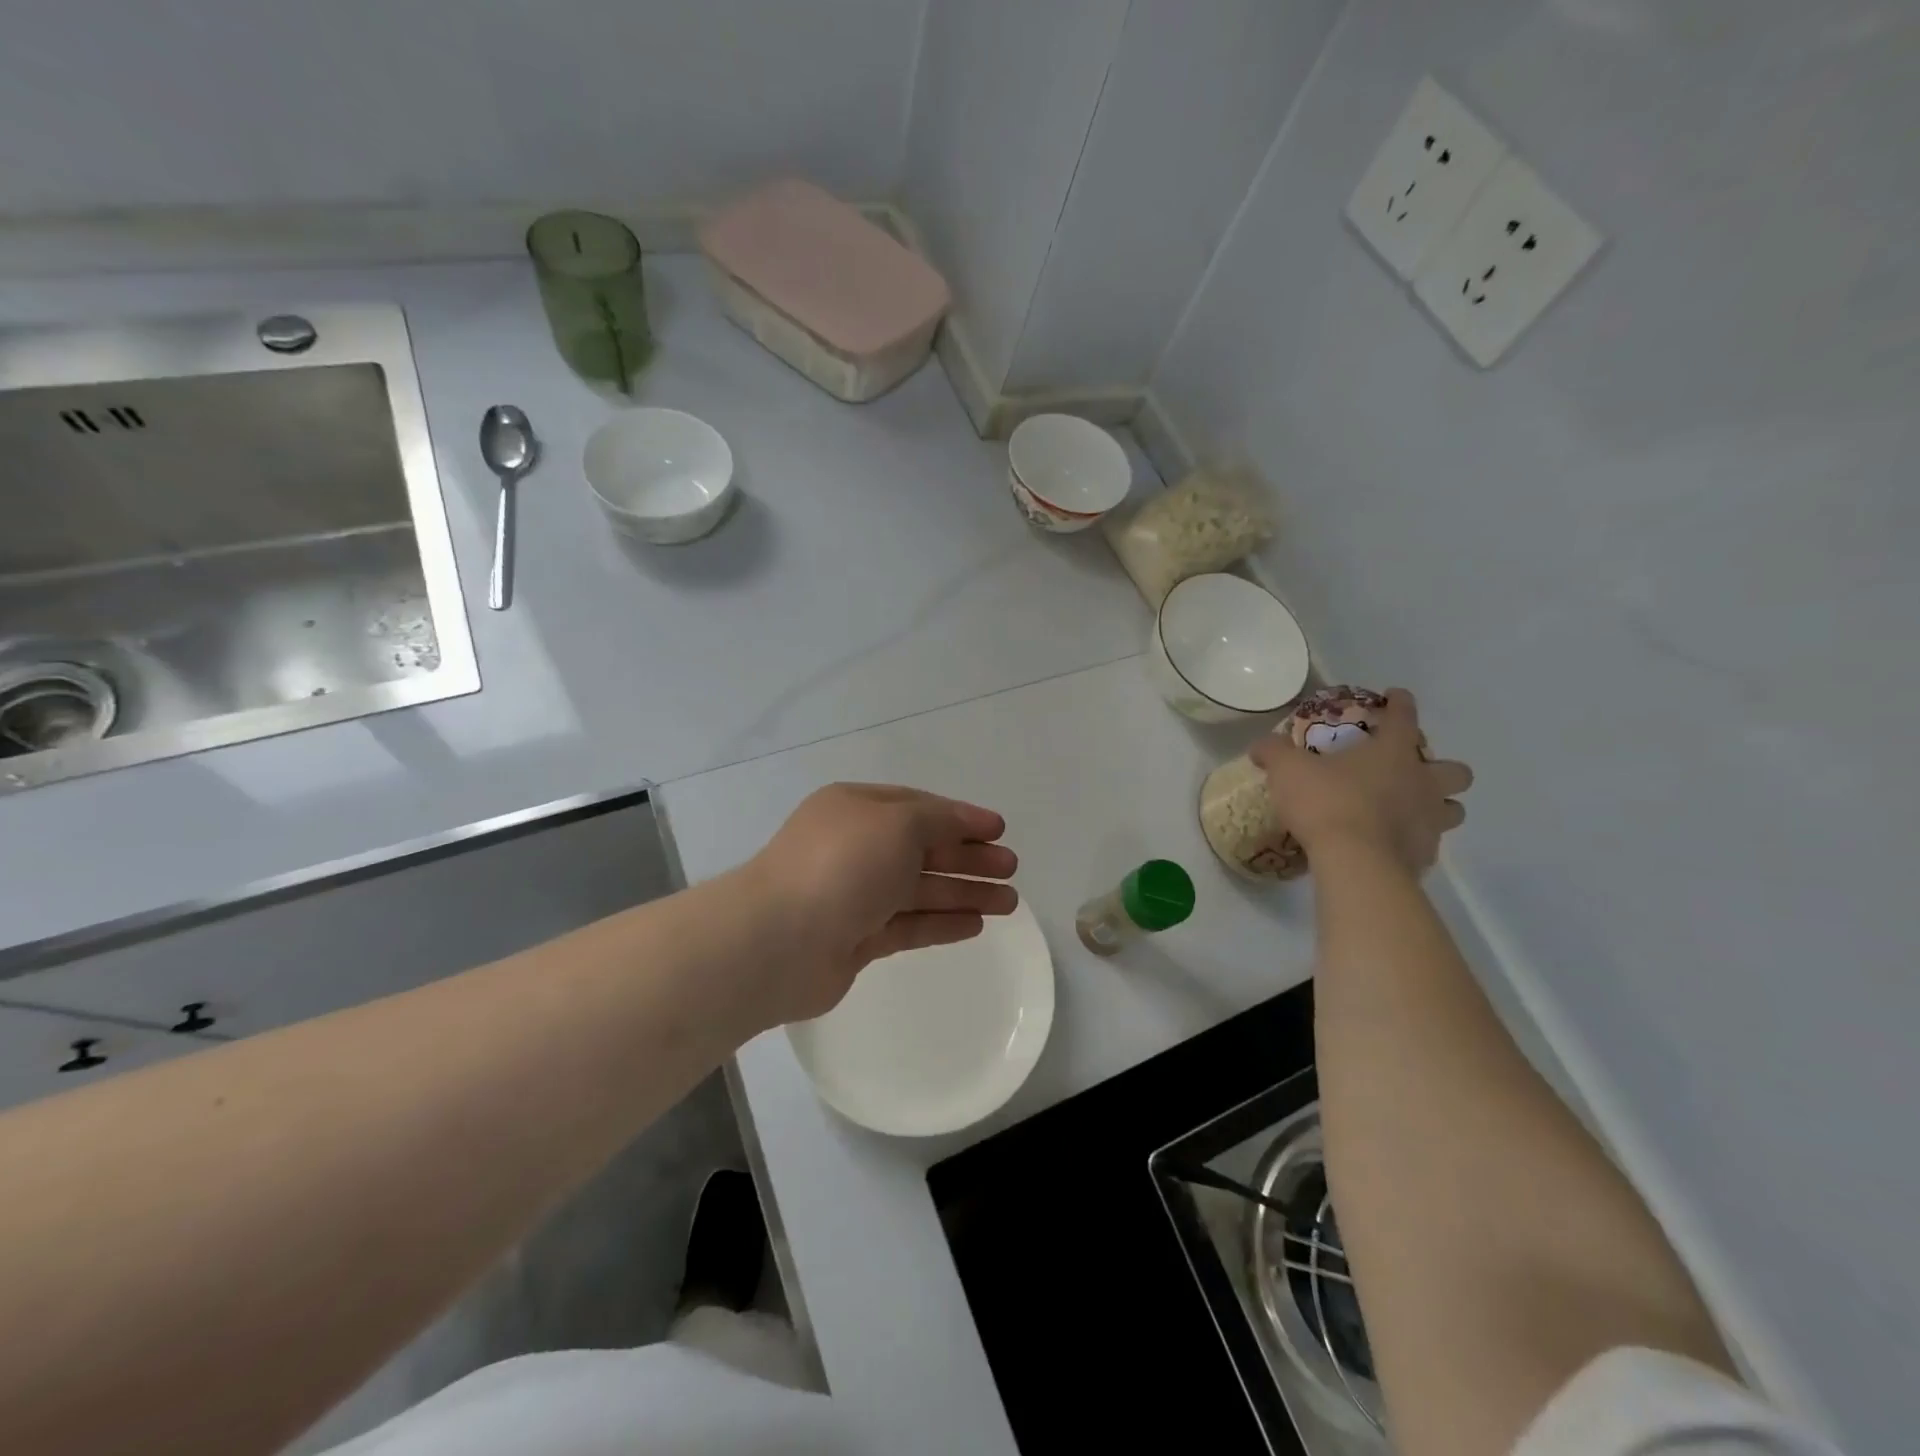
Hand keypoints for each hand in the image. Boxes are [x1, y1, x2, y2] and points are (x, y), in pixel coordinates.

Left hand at [737, 783, 1018, 1026]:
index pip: (919, 807)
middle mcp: (857, 847)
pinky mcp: (857, 938)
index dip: (962, 817)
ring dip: (964, 892)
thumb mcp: (898, 823)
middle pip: (924, 849)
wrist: (778, 941)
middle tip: (1011, 868)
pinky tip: (977, 925)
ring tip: (1010, 903)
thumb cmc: (843, 865)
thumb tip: (962, 822)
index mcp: (857, 809)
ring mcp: (855, 895)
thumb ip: (938, 820)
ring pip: (920, 889)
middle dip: (969, 857)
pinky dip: (942, 922)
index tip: (1000, 830)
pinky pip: (909, 925)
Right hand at [1249, 689, 1471, 873]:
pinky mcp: (1426, 856)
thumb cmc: (1326, 803)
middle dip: (1441, 769)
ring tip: (1408, 810)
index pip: (1404, 716)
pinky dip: (1414, 840)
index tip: (1396, 697)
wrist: (1355, 863)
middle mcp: (1422, 782)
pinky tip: (1389, 844)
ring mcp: (1430, 821)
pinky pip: (1429, 843)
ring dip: (1438, 807)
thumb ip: (1274, 752)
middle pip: (1455, 770)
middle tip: (1412, 772)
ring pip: (1453, 809)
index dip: (1400, 703)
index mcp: (1394, 752)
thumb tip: (1261, 746)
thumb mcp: (1287, 770)